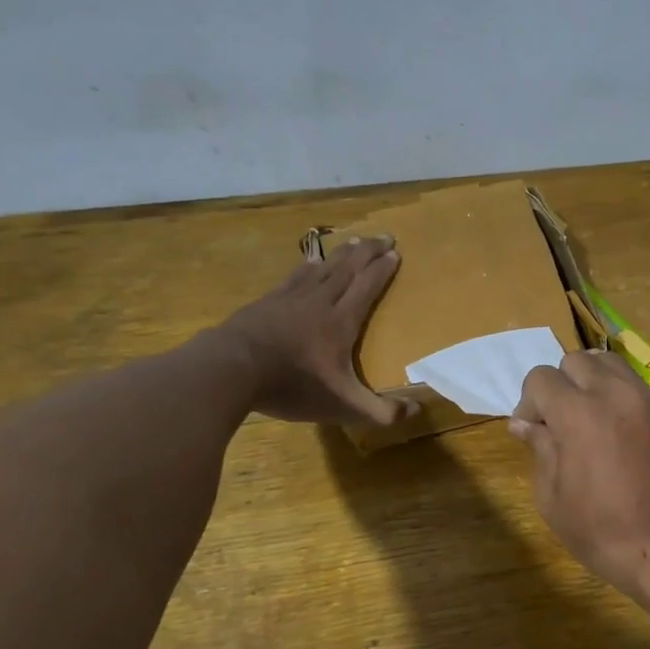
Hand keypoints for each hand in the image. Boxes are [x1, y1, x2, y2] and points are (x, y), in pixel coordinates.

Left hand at [214, 236, 413, 425]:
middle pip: (348, 269)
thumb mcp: (344, 406)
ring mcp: (290, 299)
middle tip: (384, 236)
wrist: (232, 368)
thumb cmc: (293, 385)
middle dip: (368, 252)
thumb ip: (381, 412)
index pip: (367, 287)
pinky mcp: (267, 302)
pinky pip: (295, 276)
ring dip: (342, 254)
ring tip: (354, 242)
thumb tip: (417, 412)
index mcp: (342, 322)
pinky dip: (308, 266)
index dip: (382, 270)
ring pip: (323, 268)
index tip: (395, 253)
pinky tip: (310, 261)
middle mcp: (320, 301)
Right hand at [509, 351, 649, 600]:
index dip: (529, 402)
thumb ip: (540, 450)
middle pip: (578, 361)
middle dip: (562, 385)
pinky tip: (626, 439)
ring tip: (593, 419)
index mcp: (578, 411)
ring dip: (594, 383)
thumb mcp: (553, 498)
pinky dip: (625, 402)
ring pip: (614, 366)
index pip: (541, 377)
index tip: (532, 431)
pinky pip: (642, 392)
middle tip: (561, 422)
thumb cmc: (603, 531)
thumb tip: (526, 425)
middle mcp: (615, 394)